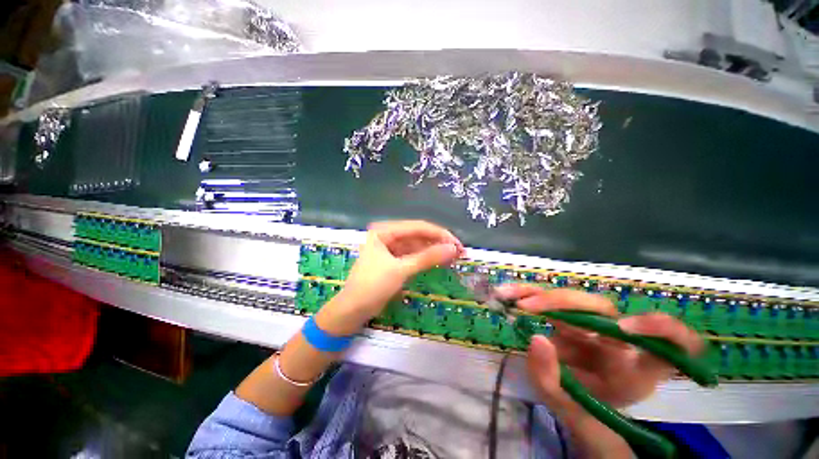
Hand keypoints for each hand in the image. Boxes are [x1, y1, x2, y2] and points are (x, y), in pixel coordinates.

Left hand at [316, 220, 462, 334]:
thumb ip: (427, 257)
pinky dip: (426, 258)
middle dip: (439, 242)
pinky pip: (414, 255)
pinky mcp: (394, 259)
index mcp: (384, 231)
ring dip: (434, 250)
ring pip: (418, 245)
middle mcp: (388, 235)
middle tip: (459, 251)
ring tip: (453, 257)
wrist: (353, 310)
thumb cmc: (372, 286)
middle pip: (418, 235)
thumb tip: (453, 248)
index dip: (439, 234)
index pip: (417, 227)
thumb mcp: (401, 270)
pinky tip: (440, 261)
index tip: (457, 244)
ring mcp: (391, 247)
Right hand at [496, 285, 703, 407]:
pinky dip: (527, 293)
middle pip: (601, 308)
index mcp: (636, 369)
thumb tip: (538, 338)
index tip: (624, 327)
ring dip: (537, 294)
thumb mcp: (566, 404)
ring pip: (572, 297)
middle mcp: (617, 338)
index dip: (660, 328)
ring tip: (508, 296)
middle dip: (562, 303)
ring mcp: (591, 323)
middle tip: (527, 307)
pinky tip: (508, 293)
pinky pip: (550, 297)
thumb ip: (551, 379)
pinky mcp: (571, 315)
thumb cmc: (579, 405)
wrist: (572, 396)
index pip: (676, 345)